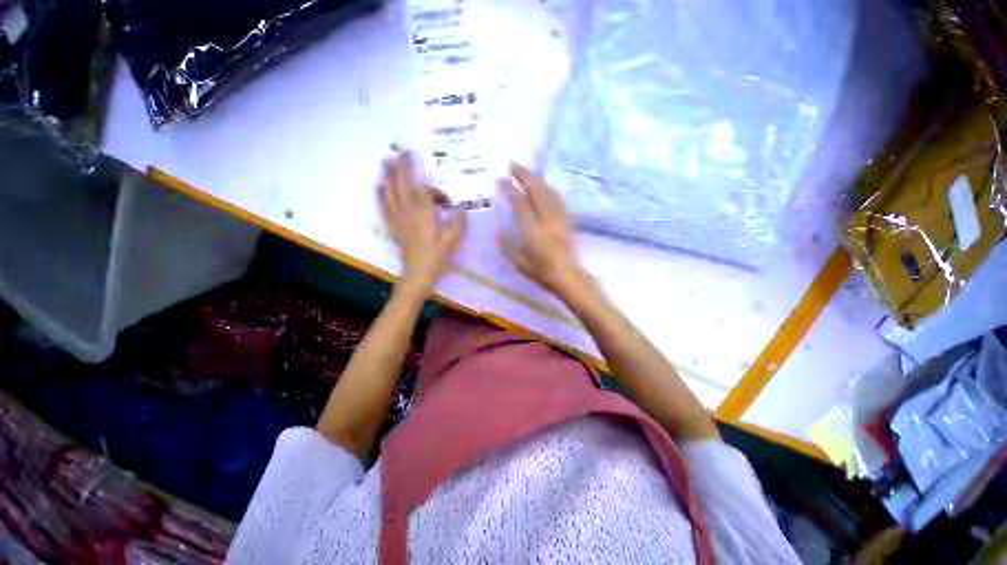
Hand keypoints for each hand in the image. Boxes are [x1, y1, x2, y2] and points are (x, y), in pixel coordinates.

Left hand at [380, 152, 465, 291]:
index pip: (425, 191)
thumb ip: (458, 221)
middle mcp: (408, 212)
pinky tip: (379, 186)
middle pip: (402, 184)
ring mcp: (397, 219)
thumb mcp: (453, 240)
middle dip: (401, 166)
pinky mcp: (393, 227)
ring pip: (389, 192)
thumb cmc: (437, 258)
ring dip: (388, 175)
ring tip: (386, 161)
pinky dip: (380, 194)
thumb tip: (463, 205)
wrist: (417, 275)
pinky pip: (383, 206)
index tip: (446, 201)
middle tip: (401, 150)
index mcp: (424, 214)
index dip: (436, 191)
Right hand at [498, 163, 587, 299]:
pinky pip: (557, 198)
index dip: (510, 189)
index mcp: (532, 230)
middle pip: (536, 189)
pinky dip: (548, 188)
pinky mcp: (566, 220)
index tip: (501, 178)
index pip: (520, 203)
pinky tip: (544, 186)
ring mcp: (558, 218)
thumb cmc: (540, 272)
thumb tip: (498, 230)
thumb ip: (506, 245)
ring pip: (548, 191)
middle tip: (512, 164)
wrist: (567, 276)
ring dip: (536, 179)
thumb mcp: (518, 262)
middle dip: (524, 174)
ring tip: (526, 172)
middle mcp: (546, 219)